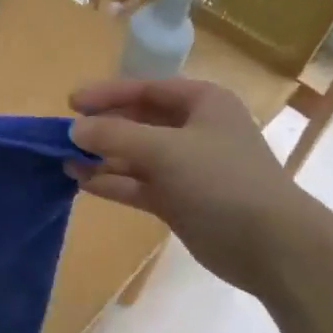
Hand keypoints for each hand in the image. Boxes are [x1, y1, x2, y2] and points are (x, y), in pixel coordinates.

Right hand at [68, 78, 311, 294]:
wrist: (268, 244)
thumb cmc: (221, 181)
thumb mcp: (165, 149)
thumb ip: (116, 136)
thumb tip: (74, 129)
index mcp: (202, 103)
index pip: (147, 89)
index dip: (108, 94)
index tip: (70, 103)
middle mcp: (194, 131)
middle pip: (139, 122)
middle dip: (103, 128)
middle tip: (64, 135)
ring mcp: (186, 168)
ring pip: (136, 156)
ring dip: (102, 158)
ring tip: (64, 161)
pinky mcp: (179, 201)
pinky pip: (138, 185)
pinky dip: (113, 182)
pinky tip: (83, 183)